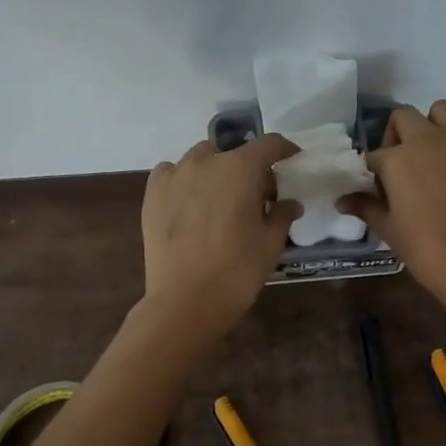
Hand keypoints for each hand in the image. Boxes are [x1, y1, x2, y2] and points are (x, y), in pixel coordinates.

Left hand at [141, 135, 301, 335]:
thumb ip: (281, 215)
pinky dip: (184, 179)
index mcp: (240, 168)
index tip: (292, 161)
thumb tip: (290, 203)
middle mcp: (205, 162)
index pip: (269, 144)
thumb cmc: (237, 271)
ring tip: (221, 198)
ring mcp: (174, 175)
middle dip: (249, 168)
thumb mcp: (270, 243)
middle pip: (233, 152)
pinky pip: (171, 172)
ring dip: (216, 171)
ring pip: (201, 159)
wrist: (185, 301)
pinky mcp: (152, 194)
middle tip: (257, 196)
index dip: (285, 150)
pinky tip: (190, 201)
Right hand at [341, 102, 445, 315]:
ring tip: (427, 158)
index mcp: (399, 158)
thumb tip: (342, 200)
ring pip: (442, 112)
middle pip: (404, 116)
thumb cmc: (424, 250)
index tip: (374, 189)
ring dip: (429, 126)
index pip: (374, 154)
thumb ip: (365, 206)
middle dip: (395, 134)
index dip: (371, 171)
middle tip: (397, 165)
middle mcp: (429, 142)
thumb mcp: (388, 229)